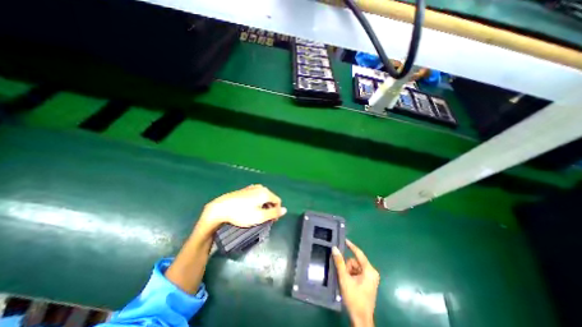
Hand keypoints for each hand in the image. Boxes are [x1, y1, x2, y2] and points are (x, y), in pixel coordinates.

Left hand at [199, 185, 286, 228]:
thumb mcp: (260, 216)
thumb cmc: (242, 213)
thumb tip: (285, 210)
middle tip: (263, 219)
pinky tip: (249, 209)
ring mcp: (252, 188)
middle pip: (270, 199)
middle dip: (269, 209)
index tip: (270, 221)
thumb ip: (274, 213)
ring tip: (255, 215)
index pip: (278, 201)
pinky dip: (256, 203)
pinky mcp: (245, 190)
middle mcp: (260, 187)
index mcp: (265, 192)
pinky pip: (256, 196)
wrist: (221, 208)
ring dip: (263, 206)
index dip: (276, 211)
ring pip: (263, 197)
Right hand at [334, 240, 380, 326]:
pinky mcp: (368, 282)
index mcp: (369, 270)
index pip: (359, 253)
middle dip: (348, 267)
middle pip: (355, 261)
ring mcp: (371, 278)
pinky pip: (357, 272)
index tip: (344, 240)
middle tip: (344, 275)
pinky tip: (349, 283)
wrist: (361, 319)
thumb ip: (339, 262)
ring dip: (349, 272)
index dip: (351, 246)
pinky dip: (351, 275)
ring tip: (346, 281)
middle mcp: (372, 272)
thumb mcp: (345, 279)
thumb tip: (335, 248)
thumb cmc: (354, 298)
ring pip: (355, 267)